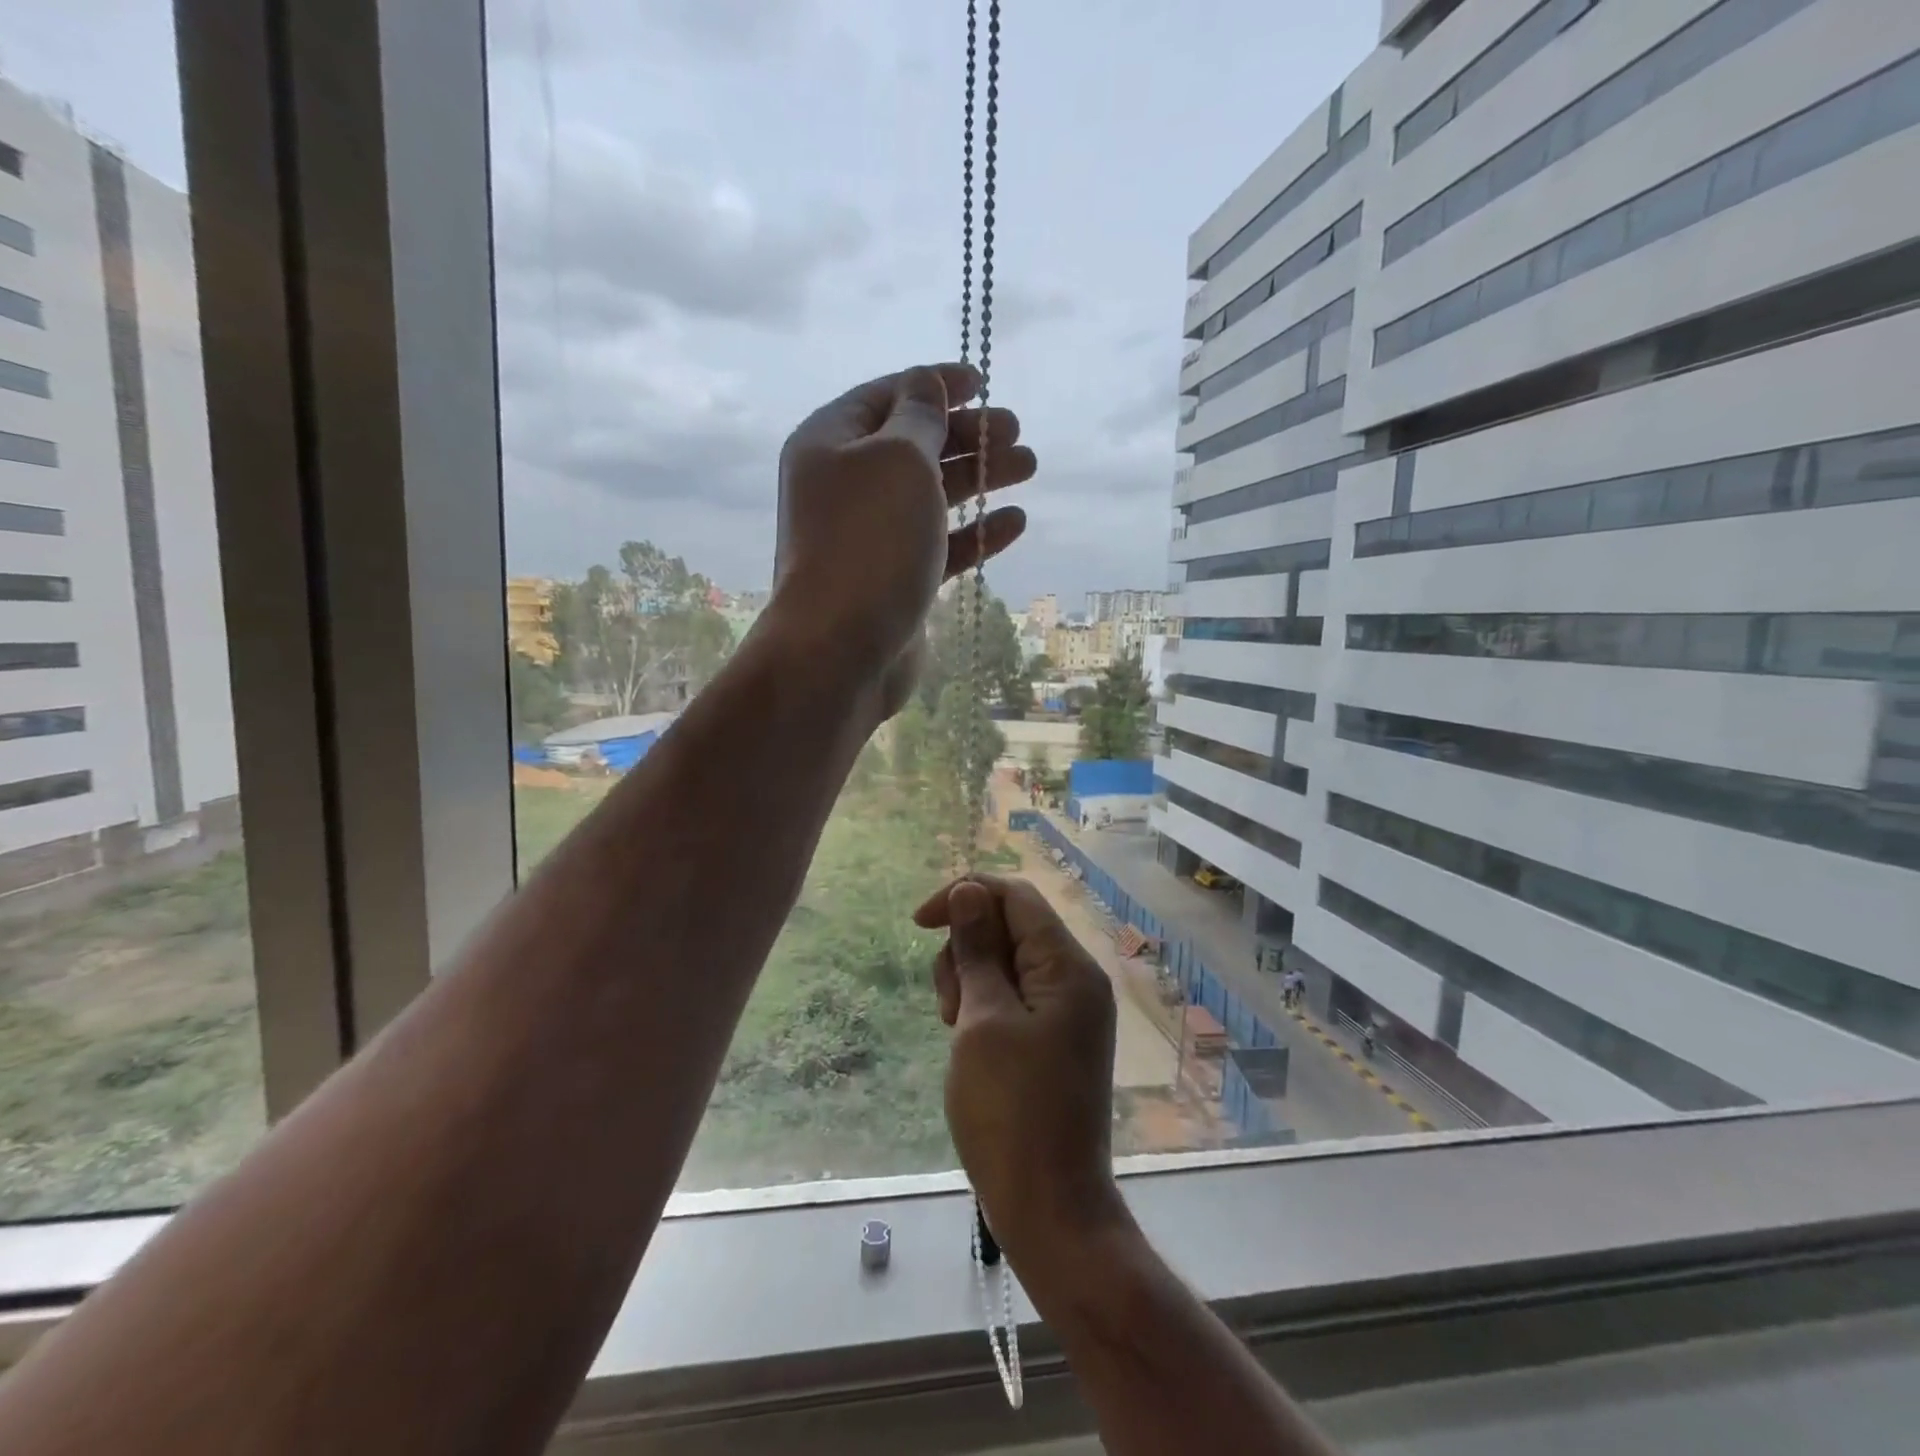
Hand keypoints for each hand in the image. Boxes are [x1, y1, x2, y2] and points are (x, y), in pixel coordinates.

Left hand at [770, 363, 1035, 716]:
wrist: (841, 648)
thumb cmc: (870, 541)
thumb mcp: (899, 459)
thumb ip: (919, 416)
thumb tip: (925, 384)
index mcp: (830, 442)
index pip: (888, 397)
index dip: (935, 384)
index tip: (983, 382)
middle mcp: (846, 485)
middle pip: (914, 446)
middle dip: (967, 435)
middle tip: (1016, 432)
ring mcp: (870, 536)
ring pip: (931, 495)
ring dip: (980, 478)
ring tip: (1028, 468)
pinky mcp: (894, 578)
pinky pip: (938, 544)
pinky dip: (975, 532)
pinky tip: (1014, 523)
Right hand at [913, 876, 1125, 1267]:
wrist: (1050, 1210)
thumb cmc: (1010, 1112)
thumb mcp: (982, 1021)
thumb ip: (977, 950)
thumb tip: (969, 891)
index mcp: (1067, 967)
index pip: (1015, 895)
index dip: (965, 895)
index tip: (918, 924)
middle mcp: (1076, 979)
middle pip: (1010, 926)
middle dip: (966, 950)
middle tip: (950, 1008)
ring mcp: (1069, 1011)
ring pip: (1007, 962)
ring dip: (971, 980)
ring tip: (957, 1031)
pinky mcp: (1057, 1038)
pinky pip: (1015, 996)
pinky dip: (985, 1006)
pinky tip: (969, 1042)